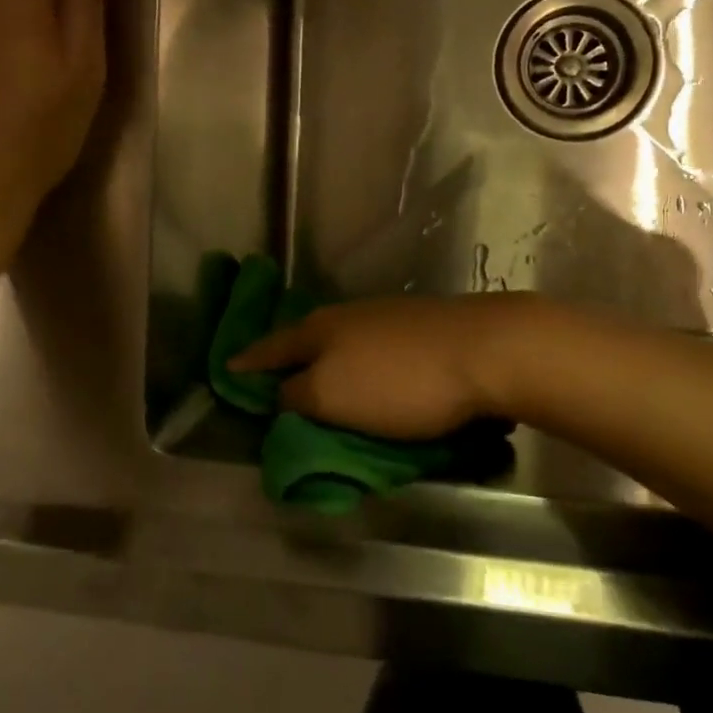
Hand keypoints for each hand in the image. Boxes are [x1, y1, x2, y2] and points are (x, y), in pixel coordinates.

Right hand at [227, 294, 536, 439]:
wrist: (484, 350)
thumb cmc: (401, 382)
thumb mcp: (334, 397)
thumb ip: (299, 395)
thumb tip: (281, 392)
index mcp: (320, 331)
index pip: (272, 348)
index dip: (249, 363)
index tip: (228, 368)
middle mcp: (346, 315)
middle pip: (305, 336)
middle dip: (286, 355)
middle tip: (271, 373)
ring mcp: (385, 315)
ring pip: (340, 337)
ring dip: (324, 356)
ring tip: (317, 373)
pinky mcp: (418, 325)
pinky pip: (371, 343)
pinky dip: (358, 357)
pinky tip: (366, 366)